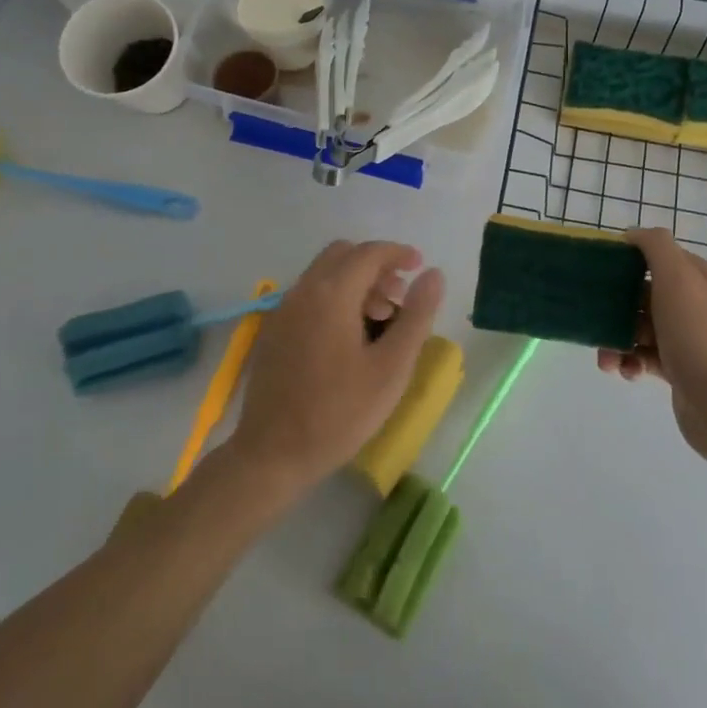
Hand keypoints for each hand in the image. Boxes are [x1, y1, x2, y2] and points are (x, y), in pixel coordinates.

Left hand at [228, 240, 444, 491]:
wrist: (272, 454)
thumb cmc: (339, 412)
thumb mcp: (391, 367)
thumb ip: (417, 315)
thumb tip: (434, 274)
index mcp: (332, 294)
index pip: (369, 253)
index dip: (398, 253)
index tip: (420, 267)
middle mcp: (303, 291)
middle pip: (343, 255)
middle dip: (375, 265)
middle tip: (399, 297)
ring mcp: (283, 310)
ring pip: (324, 274)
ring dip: (355, 282)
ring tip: (379, 320)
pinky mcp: (273, 330)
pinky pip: (309, 295)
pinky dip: (334, 296)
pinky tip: (349, 336)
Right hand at [597, 227, 706, 467]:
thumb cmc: (696, 332)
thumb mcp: (676, 276)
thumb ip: (655, 246)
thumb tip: (632, 234)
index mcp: (697, 277)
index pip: (657, 257)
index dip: (628, 260)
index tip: (599, 270)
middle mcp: (693, 303)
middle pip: (643, 294)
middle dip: (615, 306)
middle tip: (595, 318)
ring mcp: (686, 338)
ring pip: (639, 328)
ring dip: (617, 339)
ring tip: (606, 357)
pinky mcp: (678, 369)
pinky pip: (644, 357)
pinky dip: (629, 362)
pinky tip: (625, 372)